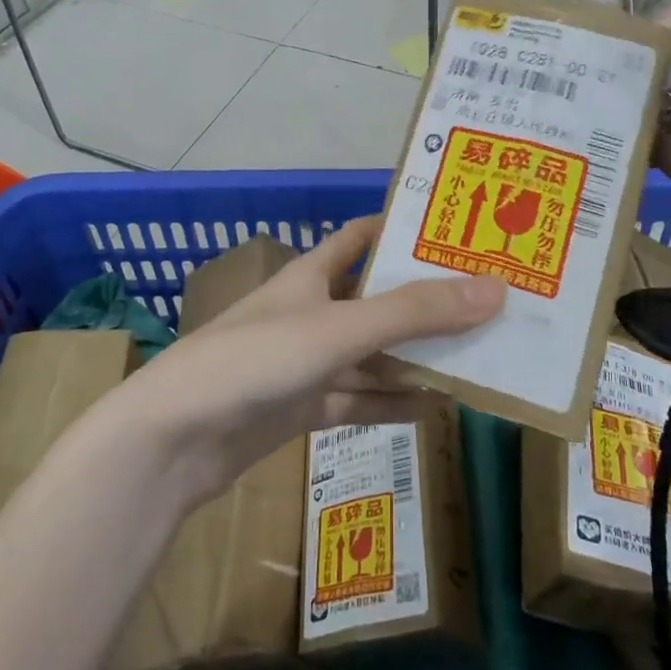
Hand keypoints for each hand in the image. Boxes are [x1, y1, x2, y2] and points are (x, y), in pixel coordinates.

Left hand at [114, 217, 505, 505]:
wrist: (175, 440)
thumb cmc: (256, 359)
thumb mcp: (339, 328)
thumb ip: (414, 313)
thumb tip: (495, 289)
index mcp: (311, 275)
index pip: (361, 237)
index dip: (402, 230)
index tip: (456, 229)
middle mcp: (310, 312)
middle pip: (376, 299)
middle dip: (425, 300)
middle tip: (488, 300)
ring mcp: (305, 363)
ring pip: (372, 354)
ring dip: (415, 357)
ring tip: (477, 355)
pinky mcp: (301, 408)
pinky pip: (358, 401)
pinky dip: (393, 403)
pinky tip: (436, 406)